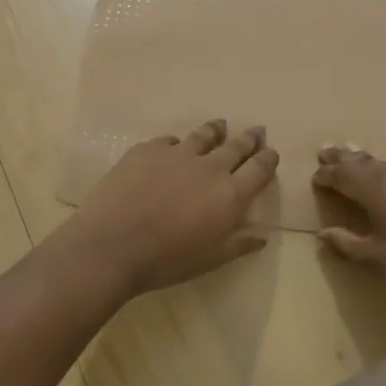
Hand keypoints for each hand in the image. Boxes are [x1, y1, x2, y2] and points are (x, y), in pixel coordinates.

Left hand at [62, 120, 278, 297]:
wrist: (113, 244)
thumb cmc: (167, 260)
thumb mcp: (211, 259)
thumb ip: (239, 243)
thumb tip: (262, 236)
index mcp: (230, 195)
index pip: (258, 169)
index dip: (268, 158)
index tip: (271, 151)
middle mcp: (209, 167)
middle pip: (236, 146)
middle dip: (249, 139)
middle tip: (256, 131)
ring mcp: (177, 153)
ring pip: (203, 135)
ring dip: (216, 130)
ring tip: (220, 126)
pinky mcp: (148, 149)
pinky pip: (168, 141)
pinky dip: (177, 143)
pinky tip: (173, 146)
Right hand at [311, 146, 385, 309]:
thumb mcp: (380, 261)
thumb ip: (347, 244)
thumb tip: (323, 233)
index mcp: (377, 188)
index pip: (342, 174)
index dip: (327, 175)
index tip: (317, 177)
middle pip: (366, 161)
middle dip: (345, 159)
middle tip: (329, 152)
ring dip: (382, 171)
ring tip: (375, 177)